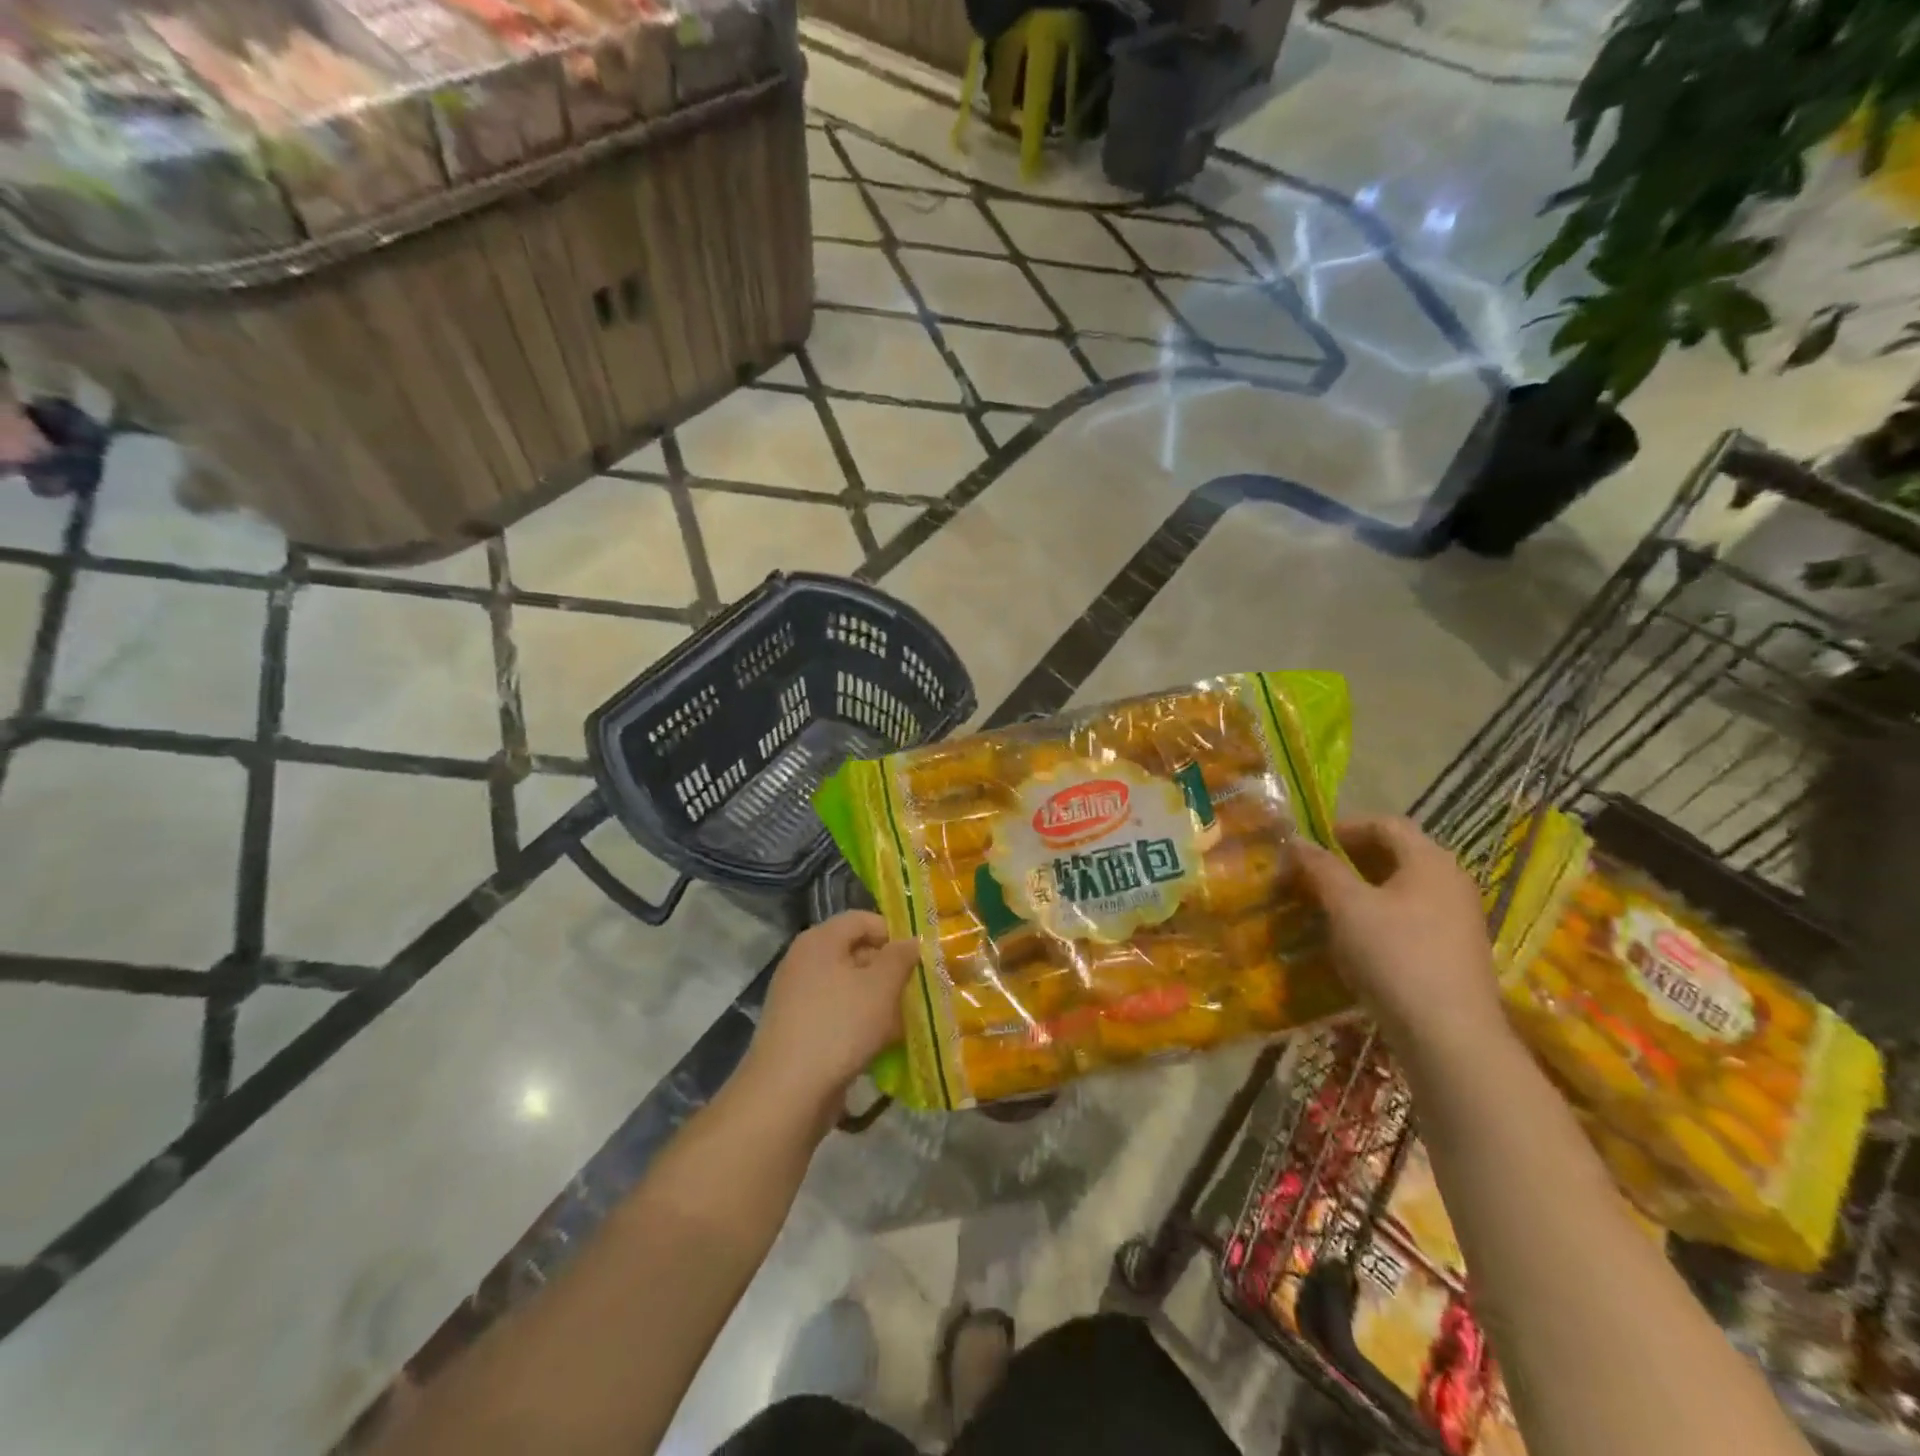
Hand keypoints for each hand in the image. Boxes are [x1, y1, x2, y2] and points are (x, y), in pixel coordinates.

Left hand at [740, 912, 918, 1121]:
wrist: (787, 1092)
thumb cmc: (839, 1026)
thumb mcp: (881, 986)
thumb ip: (900, 957)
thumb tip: (912, 941)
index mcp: (820, 940)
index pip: (863, 919)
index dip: (894, 933)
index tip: (919, 957)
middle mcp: (804, 961)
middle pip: (856, 952)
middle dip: (889, 970)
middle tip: (918, 990)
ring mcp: (798, 996)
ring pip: (849, 987)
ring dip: (879, 1000)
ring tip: (906, 1020)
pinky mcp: (798, 1029)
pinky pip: (837, 1014)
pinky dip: (860, 1023)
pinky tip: (883, 1044)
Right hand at [1288, 817, 1506, 1056]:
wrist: (1449, 1035)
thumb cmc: (1394, 955)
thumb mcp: (1346, 906)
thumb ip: (1320, 868)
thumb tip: (1297, 841)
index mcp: (1430, 860)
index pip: (1385, 824)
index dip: (1345, 827)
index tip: (1311, 844)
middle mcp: (1452, 880)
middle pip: (1396, 853)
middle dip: (1351, 858)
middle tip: (1314, 873)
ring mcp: (1459, 917)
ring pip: (1403, 887)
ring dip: (1363, 888)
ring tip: (1328, 905)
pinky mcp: (1456, 949)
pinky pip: (1413, 915)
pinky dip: (1381, 914)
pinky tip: (1357, 938)